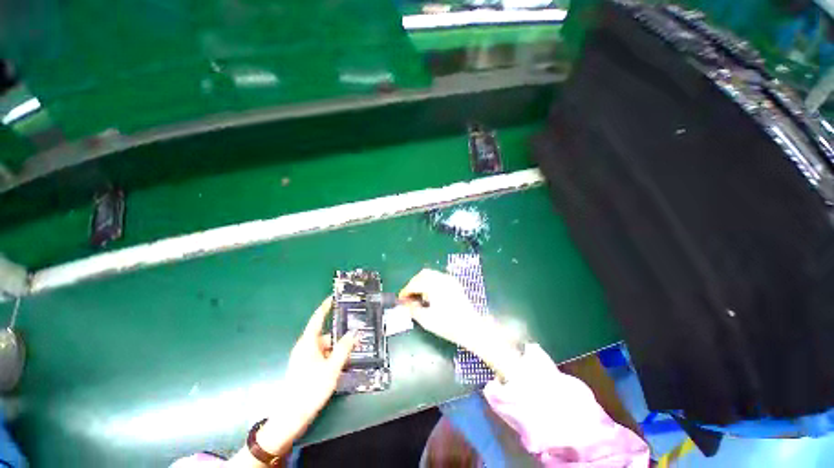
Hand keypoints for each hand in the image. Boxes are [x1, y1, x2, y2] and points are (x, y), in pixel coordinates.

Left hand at [249, 297, 357, 458]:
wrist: (291, 417)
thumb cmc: (311, 389)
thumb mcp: (332, 368)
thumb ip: (344, 349)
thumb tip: (354, 332)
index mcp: (308, 342)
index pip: (317, 318)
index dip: (325, 307)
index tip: (334, 297)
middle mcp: (304, 347)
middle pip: (324, 334)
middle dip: (339, 334)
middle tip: (356, 333)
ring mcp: (303, 358)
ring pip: (324, 347)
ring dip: (337, 348)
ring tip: (353, 350)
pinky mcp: (305, 368)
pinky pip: (321, 355)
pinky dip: (332, 356)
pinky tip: (342, 363)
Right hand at [398, 269, 521, 378]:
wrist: (472, 327)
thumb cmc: (449, 325)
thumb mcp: (427, 320)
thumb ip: (413, 310)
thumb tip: (405, 304)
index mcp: (434, 286)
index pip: (415, 283)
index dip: (406, 291)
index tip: (401, 299)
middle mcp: (442, 279)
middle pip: (422, 275)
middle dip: (413, 284)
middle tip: (408, 296)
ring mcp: (449, 280)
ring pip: (430, 274)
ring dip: (421, 282)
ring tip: (419, 296)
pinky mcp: (454, 284)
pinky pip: (438, 277)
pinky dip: (430, 282)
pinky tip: (430, 295)